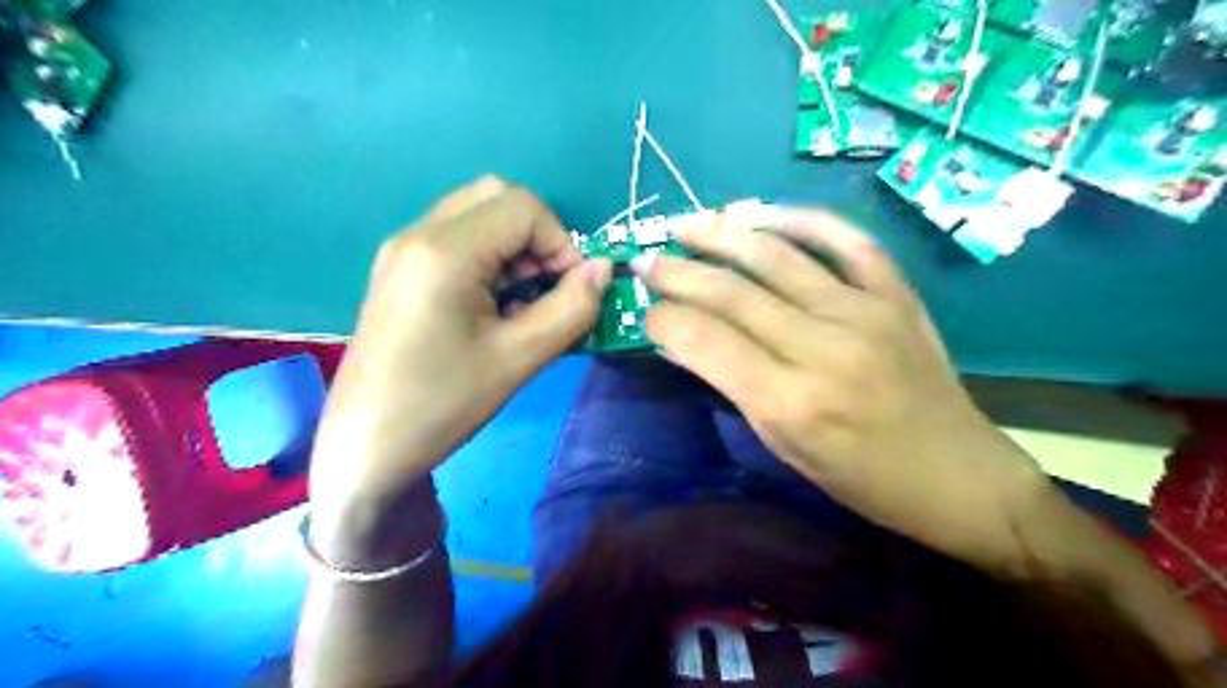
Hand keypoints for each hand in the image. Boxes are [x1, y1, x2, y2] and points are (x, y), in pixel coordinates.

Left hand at [312, 181, 607, 550]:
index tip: (570, 291)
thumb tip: (603, 269)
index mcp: (444, 251)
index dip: (561, 242)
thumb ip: (572, 308)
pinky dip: (491, 259)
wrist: (367, 445)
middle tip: (546, 289)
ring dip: (515, 248)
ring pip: (478, 216)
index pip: (523, 207)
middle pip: (497, 197)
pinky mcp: (401, 270)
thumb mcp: (519, 358)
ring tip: (522, 303)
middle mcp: (419, 234)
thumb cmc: (443, 403)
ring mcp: (404, 250)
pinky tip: (493, 308)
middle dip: (538, 237)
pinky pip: (458, 240)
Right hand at [639, 207, 1047, 571]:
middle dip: (678, 272)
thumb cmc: (860, 479)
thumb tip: (682, 341)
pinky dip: (801, 219)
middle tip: (647, 261)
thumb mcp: (783, 447)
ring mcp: (864, 312)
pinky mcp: (895, 294)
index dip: (665, 317)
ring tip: (686, 225)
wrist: (956, 475)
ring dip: (722, 234)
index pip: (706, 340)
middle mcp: (823, 347)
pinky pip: (845, 240)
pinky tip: (763, 214)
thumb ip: (731, 387)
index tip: (646, 311)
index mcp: (790, 401)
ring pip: (777, 256)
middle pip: (732, 292)